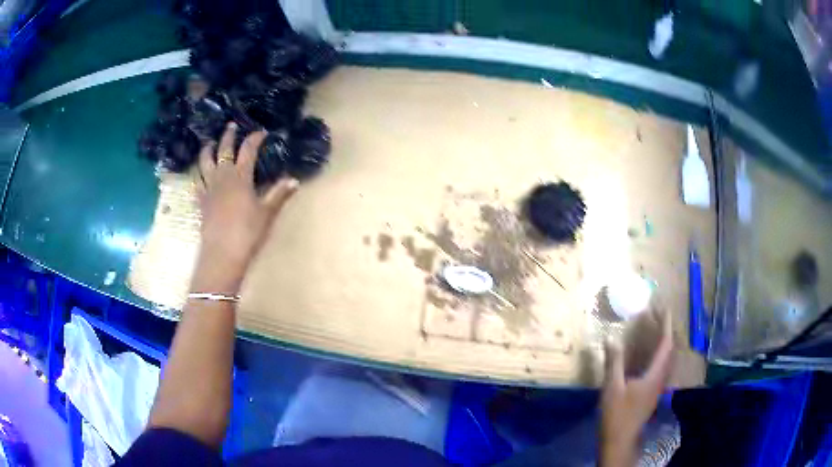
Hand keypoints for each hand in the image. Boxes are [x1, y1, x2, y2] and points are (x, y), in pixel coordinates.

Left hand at [194, 122, 297, 291]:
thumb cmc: (247, 232)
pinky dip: (198, 177)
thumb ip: (279, 194)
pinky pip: (197, 184)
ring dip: (207, 151)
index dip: (255, 138)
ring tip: (208, 144)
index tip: (262, 132)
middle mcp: (222, 177)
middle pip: (223, 150)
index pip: (248, 150)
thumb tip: (294, 180)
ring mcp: (209, 189)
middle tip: (231, 126)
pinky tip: (199, 177)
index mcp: (240, 177)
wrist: (222, 253)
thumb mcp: (267, 213)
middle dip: (228, 136)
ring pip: (204, 163)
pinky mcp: (201, 202)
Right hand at [599, 309, 672, 466]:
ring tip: (656, 330)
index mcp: (655, 374)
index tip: (664, 308)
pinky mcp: (652, 392)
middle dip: (667, 330)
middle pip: (670, 350)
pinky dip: (658, 353)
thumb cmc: (617, 414)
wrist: (620, 439)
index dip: (666, 325)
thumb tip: (611, 338)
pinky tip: (648, 355)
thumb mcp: (612, 387)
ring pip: (667, 358)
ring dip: (664, 341)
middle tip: (658, 315)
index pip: (666, 344)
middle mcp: (661, 378)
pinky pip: (661, 365)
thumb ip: (614, 363)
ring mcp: (657, 386)